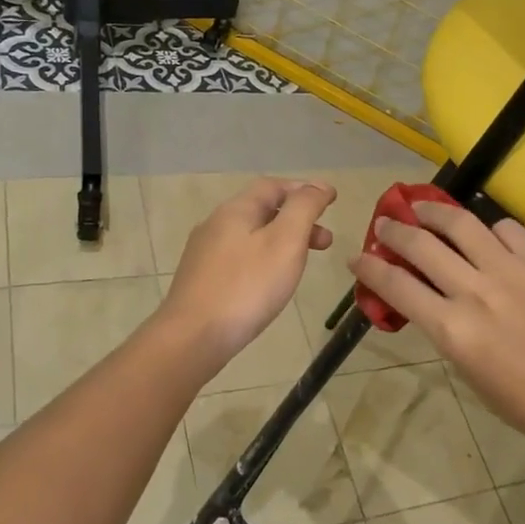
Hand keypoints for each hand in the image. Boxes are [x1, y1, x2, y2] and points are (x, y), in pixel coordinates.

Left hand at [160, 178, 336, 360]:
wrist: (193, 338)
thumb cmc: (247, 287)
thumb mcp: (286, 241)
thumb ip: (304, 208)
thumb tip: (319, 185)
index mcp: (236, 210)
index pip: (273, 186)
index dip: (304, 190)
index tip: (331, 201)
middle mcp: (215, 224)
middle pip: (262, 210)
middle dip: (297, 220)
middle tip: (325, 242)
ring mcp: (204, 253)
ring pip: (251, 235)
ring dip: (282, 241)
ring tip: (302, 264)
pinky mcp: (200, 280)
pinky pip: (239, 258)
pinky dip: (263, 259)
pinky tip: (269, 283)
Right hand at [348, 202, 524, 450]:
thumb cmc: (521, 400)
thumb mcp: (466, 369)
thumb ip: (443, 327)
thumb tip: (426, 296)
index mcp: (452, 329)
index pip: (397, 286)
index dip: (370, 268)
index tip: (357, 257)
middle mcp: (475, 291)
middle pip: (421, 246)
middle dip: (393, 231)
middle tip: (384, 223)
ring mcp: (511, 271)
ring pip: (461, 224)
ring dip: (433, 212)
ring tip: (422, 208)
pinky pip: (506, 229)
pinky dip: (489, 229)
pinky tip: (486, 235)